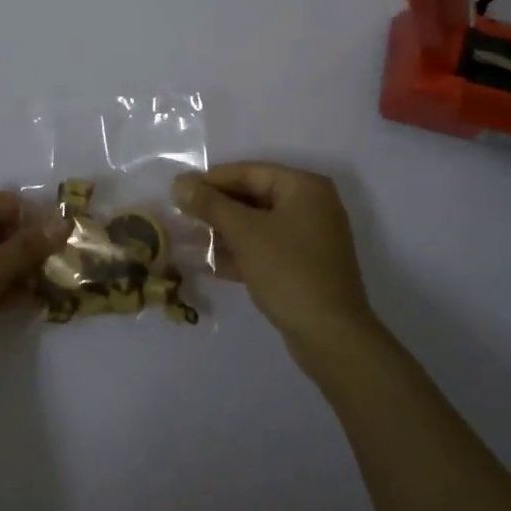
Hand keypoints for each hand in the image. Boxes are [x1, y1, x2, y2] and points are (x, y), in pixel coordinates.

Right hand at [173, 162, 377, 365]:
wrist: (332, 337)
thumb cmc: (288, 271)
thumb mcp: (244, 233)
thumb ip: (210, 204)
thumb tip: (179, 183)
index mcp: (303, 187)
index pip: (248, 172)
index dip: (211, 180)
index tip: (178, 190)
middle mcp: (311, 205)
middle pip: (253, 197)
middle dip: (216, 208)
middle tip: (180, 215)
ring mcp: (310, 238)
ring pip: (258, 225)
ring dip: (224, 232)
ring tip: (187, 238)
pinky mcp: (304, 266)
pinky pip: (266, 249)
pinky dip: (240, 252)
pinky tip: (208, 263)